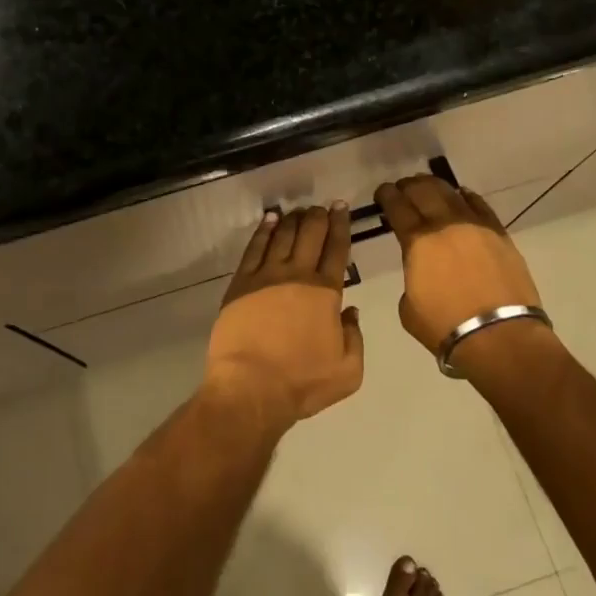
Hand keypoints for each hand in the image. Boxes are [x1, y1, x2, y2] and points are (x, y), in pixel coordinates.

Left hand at [205, 205, 363, 429]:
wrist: (251, 388)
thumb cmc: (302, 382)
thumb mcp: (348, 370)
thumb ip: (355, 336)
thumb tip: (350, 310)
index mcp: (326, 292)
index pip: (337, 249)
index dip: (340, 225)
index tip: (341, 208)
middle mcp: (297, 275)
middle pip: (310, 234)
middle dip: (317, 216)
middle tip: (321, 207)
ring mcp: (266, 276)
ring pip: (282, 236)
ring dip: (292, 220)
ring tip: (298, 211)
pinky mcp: (241, 283)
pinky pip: (254, 248)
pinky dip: (263, 230)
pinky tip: (269, 220)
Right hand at [375, 176, 546, 359]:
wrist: (499, 336)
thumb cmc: (445, 327)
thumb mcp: (408, 307)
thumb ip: (411, 278)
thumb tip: (420, 269)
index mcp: (418, 242)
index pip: (397, 207)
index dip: (387, 196)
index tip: (382, 192)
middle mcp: (445, 226)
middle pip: (423, 192)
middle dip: (408, 186)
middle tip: (402, 187)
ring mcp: (475, 227)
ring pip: (451, 193)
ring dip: (435, 186)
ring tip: (427, 185)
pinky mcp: (500, 234)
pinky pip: (480, 206)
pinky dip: (467, 197)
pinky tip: (461, 194)